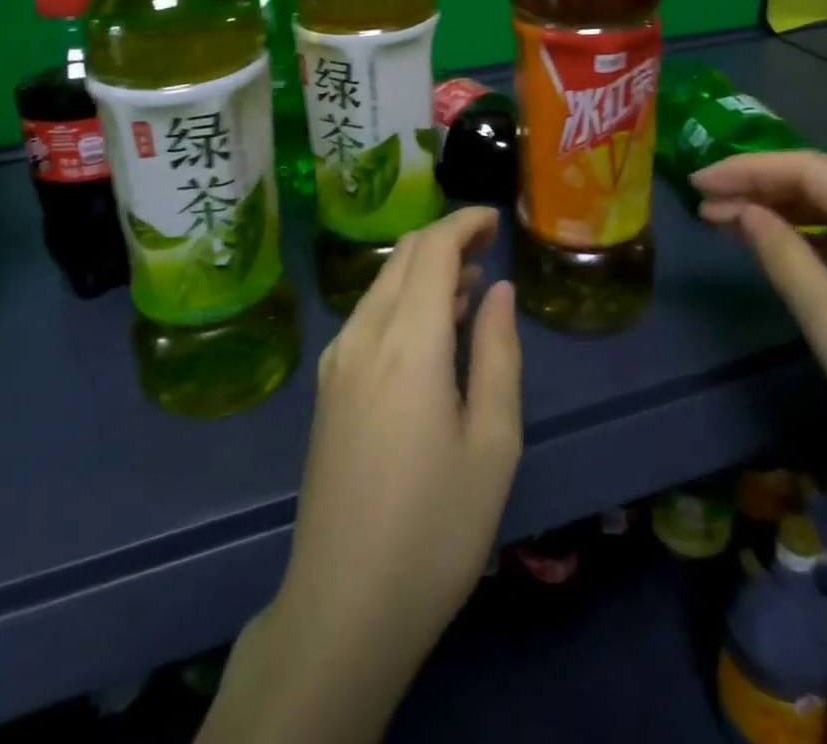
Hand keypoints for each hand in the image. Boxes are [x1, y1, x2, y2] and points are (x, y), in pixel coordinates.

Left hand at [202, 208, 521, 743]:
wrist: (343, 605)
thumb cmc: (436, 527)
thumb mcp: (493, 442)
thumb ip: (499, 353)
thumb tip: (499, 290)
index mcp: (408, 341)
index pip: (432, 248)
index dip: (464, 222)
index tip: (496, 220)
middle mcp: (363, 334)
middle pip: (403, 256)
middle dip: (446, 238)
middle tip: (489, 249)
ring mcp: (337, 360)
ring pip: (382, 283)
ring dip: (423, 270)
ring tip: (469, 287)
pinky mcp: (327, 386)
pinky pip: (367, 315)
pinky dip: (402, 300)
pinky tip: (430, 330)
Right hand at [694, 151, 826, 536]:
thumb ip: (786, 259)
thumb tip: (744, 211)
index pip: (813, 169)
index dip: (749, 168)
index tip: (698, 182)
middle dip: (763, 187)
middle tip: (705, 203)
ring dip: (788, 210)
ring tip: (730, 220)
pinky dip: (821, 235)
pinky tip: (785, 244)